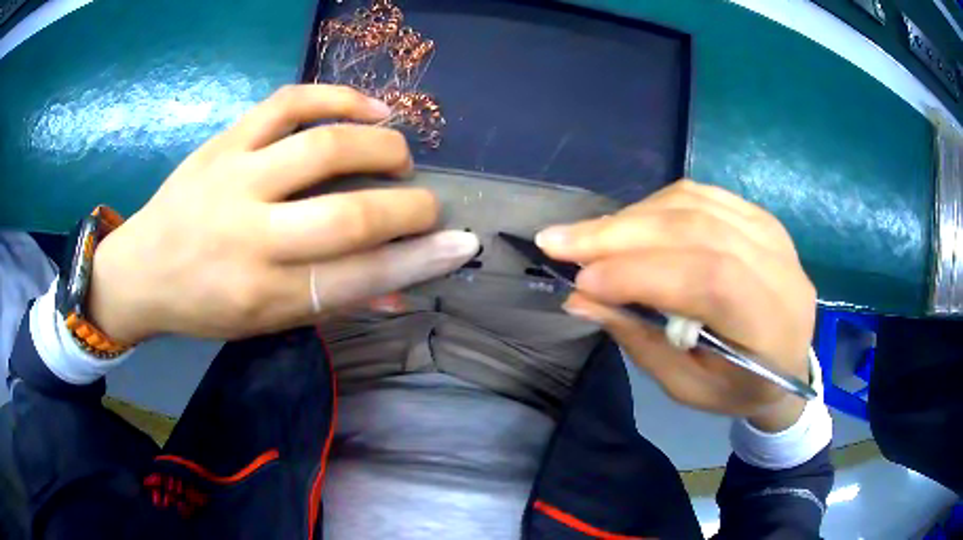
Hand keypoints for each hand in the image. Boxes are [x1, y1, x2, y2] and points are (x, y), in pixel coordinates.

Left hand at [87, 85, 478, 342]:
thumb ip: (330, 302)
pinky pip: (289, 102)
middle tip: (427, 205)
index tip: (459, 245)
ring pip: (323, 147)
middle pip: (348, 215)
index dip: (418, 261)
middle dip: (408, 207)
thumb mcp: (264, 322)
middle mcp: (251, 236)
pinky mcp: (225, 142)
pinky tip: (371, 108)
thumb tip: (399, 291)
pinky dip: (339, 97)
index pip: (357, 278)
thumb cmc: (204, 305)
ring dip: (380, 146)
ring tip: (400, 153)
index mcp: (263, 293)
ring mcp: (236, 178)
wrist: (142, 268)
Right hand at [536, 180, 815, 431]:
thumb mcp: (688, 386)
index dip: (641, 273)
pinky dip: (655, 205)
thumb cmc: (739, 388)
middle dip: (621, 234)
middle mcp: (779, 266)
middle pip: (697, 230)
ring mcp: (771, 232)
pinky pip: (700, 194)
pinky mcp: (758, 215)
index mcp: (771, 323)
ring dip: (631, 217)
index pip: (708, 279)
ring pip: (693, 204)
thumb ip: (640, 340)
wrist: (788, 362)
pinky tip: (627, 222)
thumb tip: (580, 298)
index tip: (580, 280)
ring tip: (586, 236)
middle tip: (559, 241)